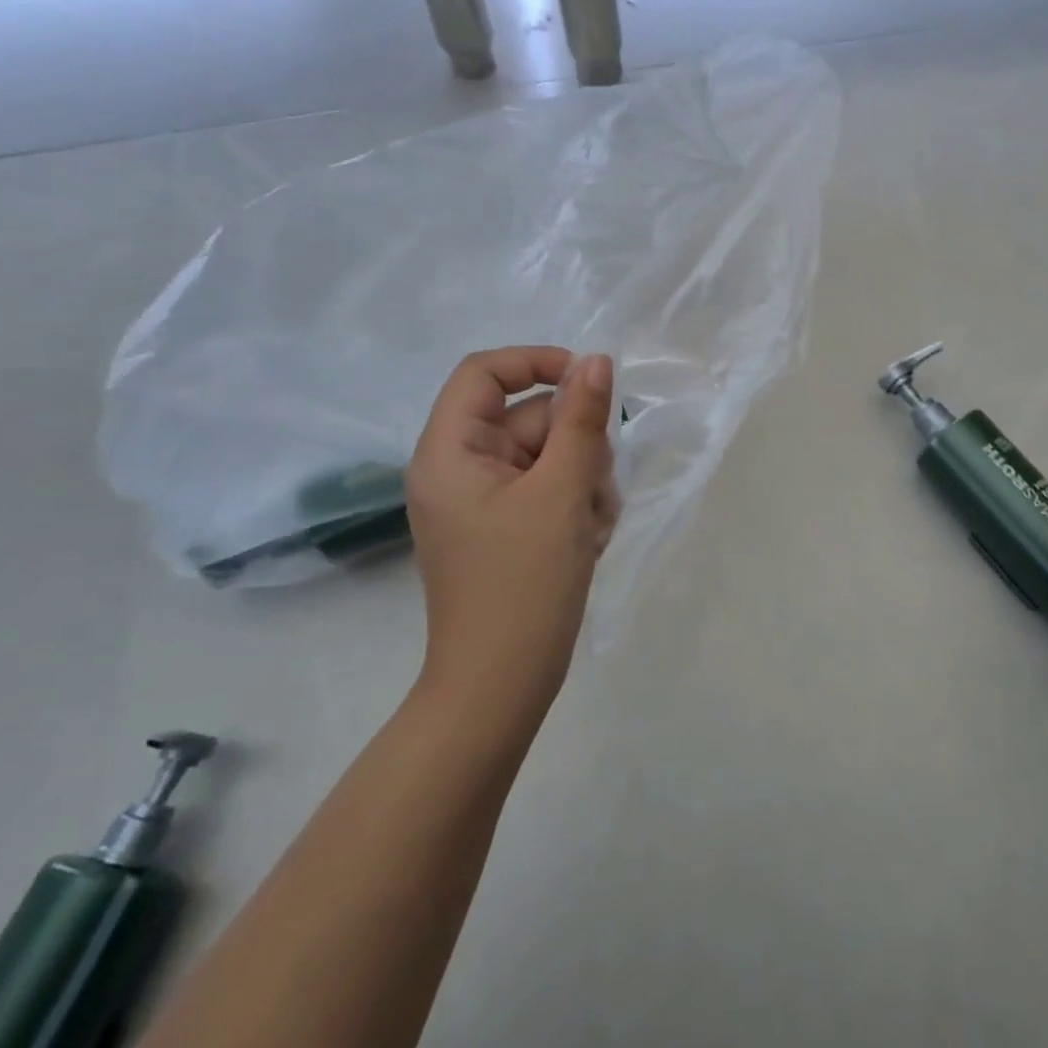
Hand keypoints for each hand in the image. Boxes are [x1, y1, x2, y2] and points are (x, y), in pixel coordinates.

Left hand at [405, 347, 618, 726]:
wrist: (501, 686)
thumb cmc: (525, 584)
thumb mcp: (563, 492)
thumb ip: (582, 420)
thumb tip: (597, 361)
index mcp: (450, 452)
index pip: (485, 373)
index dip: (538, 363)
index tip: (590, 381)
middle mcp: (458, 468)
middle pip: (528, 418)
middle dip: (574, 445)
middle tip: (594, 490)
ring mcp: (481, 500)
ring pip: (547, 455)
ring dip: (582, 480)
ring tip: (590, 526)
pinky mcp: (503, 526)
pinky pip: (546, 489)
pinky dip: (573, 504)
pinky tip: (586, 540)